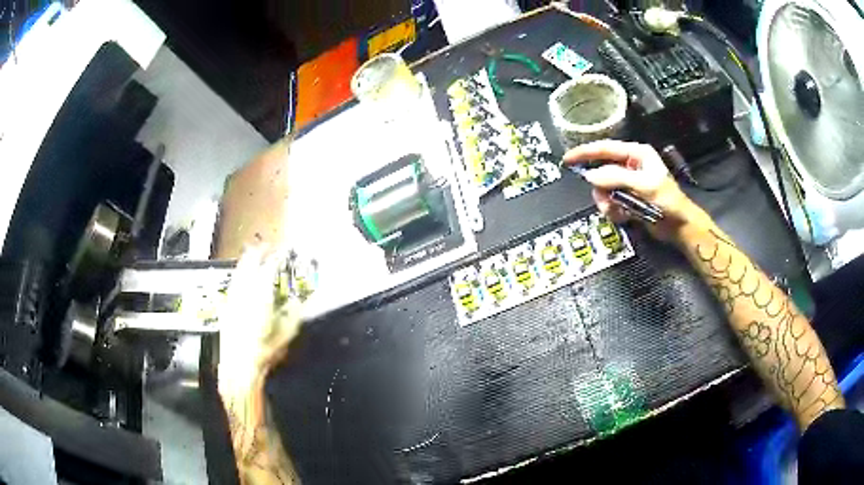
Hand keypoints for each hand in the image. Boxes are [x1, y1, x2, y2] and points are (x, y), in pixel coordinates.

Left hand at [218, 247, 301, 392]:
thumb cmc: (263, 353)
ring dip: (246, 262)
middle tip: (265, 247)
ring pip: (238, 272)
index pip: (268, 269)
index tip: (282, 254)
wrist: (238, 368)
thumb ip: (293, 315)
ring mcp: (232, 299)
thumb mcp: (286, 334)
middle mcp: (244, 293)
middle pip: (249, 264)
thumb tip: (296, 302)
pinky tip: (240, 277)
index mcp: (260, 297)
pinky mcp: (226, 308)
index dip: (276, 258)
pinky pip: (233, 284)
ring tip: (252, 256)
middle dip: (257, 253)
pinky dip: (238, 276)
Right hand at [563, 140, 707, 240]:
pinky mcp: (628, 199)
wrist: (679, 227)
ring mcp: (628, 183)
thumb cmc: (667, 201)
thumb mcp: (644, 185)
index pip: (605, 148)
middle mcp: (630, 165)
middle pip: (602, 171)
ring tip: (618, 212)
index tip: (567, 159)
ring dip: (607, 203)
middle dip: (601, 189)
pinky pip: (610, 202)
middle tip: (605, 202)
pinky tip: (625, 216)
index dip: (585, 153)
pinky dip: (614, 211)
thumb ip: (616, 178)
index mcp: (636, 154)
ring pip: (604, 189)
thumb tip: (590, 176)